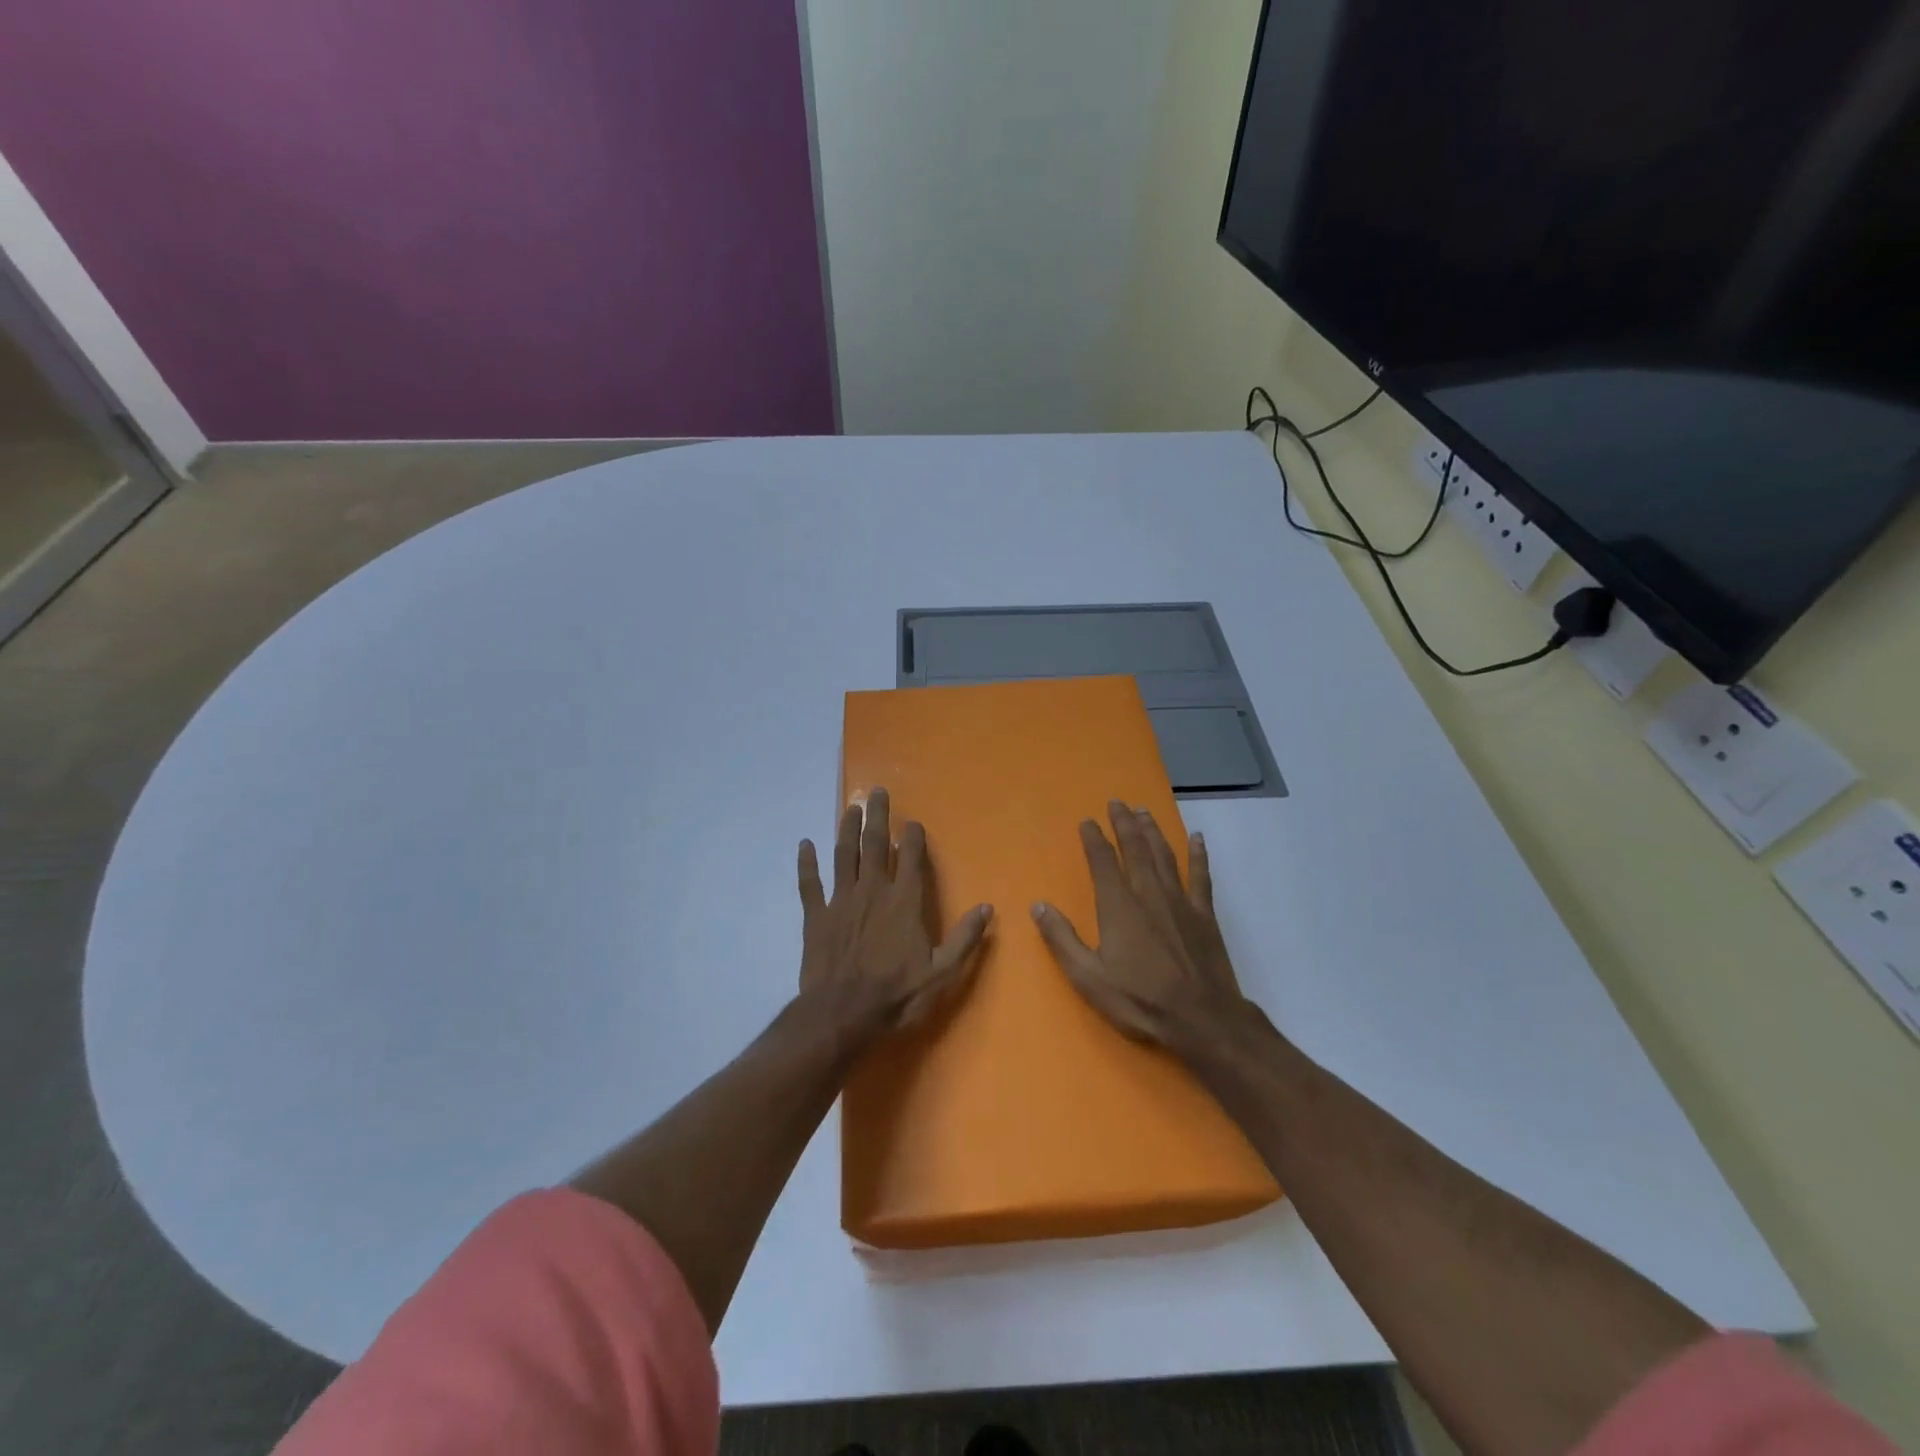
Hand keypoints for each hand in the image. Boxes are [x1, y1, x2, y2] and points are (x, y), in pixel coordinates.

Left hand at [797, 787, 992, 1048]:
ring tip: (850, 808)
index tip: (913, 822)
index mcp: (905, 901)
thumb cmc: (896, 995)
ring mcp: (841, 900)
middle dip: (878, 816)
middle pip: (875, 844)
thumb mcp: (942, 973)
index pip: (911, 858)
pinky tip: (805, 844)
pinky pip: (810, 883)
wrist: (842, 1015)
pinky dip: (806, 863)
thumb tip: (987, 908)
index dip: (913, 837)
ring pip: (844, 855)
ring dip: (846, 829)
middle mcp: (873, 890)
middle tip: (876, 792)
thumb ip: (965, 939)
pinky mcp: (816, 916)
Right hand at [1032, 801, 1251, 1054]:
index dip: (1094, 839)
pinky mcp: (1204, 914)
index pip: (1102, 861)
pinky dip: (1198, 855)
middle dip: (1124, 823)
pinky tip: (1197, 838)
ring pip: (1164, 855)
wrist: (1202, 1019)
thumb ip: (1062, 939)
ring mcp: (1180, 901)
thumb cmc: (1140, 1000)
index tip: (1087, 821)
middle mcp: (1148, 893)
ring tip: (1143, 811)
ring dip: (1152, 831)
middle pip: (1135, 848)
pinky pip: (1200, 875)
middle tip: (1117, 802)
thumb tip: (1038, 905)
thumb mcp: (1088, 977)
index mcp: (1118, 905)